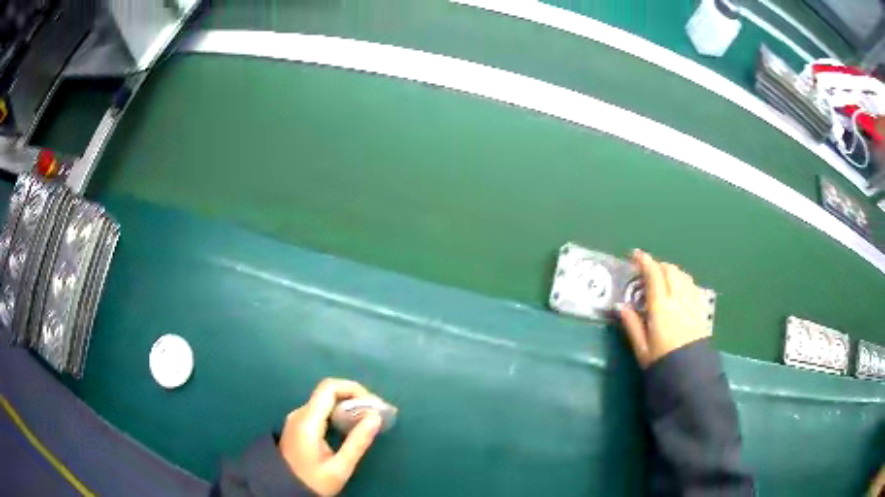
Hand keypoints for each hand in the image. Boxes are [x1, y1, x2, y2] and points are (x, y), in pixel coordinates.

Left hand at [279, 378, 383, 495]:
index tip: (373, 404)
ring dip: (349, 406)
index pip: (329, 387)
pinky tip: (352, 427)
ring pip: (326, 401)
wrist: (283, 489)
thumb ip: (357, 442)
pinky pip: (322, 411)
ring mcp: (297, 419)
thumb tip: (376, 416)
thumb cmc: (312, 481)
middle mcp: (300, 414)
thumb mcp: (339, 468)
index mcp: (307, 420)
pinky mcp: (299, 426)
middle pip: (329, 393)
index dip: (353, 389)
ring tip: (369, 421)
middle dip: (355, 398)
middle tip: (376, 414)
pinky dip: (340, 414)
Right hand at [619, 249, 710, 368]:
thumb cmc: (662, 363)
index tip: (636, 255)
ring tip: (664, 278)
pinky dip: (684, 281)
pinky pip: (693, 286)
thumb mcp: (642, 348)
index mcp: (661, 307)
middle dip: (659, 265)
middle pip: (670, 270)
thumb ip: (632, 325)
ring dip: (672, 271)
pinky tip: (681, 289)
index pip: (653, 275)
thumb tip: (620, 307)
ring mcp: (692, 303)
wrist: (690, 376)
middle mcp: (678, 299)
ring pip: (683, 276)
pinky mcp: (702, 310)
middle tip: (649, 270)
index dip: (644, 261)